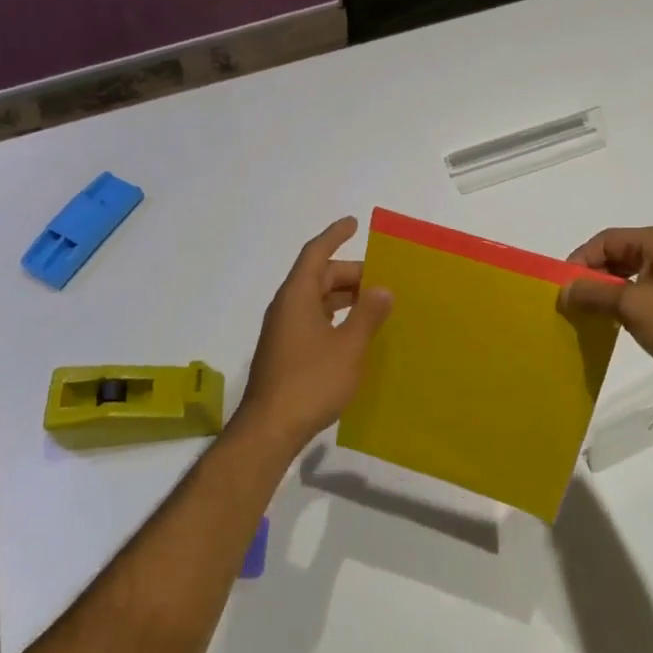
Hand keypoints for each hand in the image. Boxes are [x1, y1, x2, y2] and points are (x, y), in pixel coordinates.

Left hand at [241, 217, 392, 447]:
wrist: (270, 429)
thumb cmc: (311, 381)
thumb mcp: (349, 345)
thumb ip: (367, 314)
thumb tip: (382, 289)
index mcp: (297, 296)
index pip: (316, 253)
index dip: (334, 235)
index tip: (353, 223)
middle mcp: (286, 307)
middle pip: (318, 277)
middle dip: (349, 273)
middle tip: (382, 278)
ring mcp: (283, 332)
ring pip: (316, 301)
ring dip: (343, 298)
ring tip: (374, 304)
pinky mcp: (285, 353)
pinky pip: (313, 321)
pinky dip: (335, 318)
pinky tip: (355, 334)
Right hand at [557, 226, 652, 385]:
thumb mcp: (632, 307)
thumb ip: (594, 294)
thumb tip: (563, 289)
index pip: (606, 240)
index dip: (580, 260)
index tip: (562, 287)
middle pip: (618, 255)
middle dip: (593, 277)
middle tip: (571, 303)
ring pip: (631, 276)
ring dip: (608, 293)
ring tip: (589, 315)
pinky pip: (646, 293)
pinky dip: (627, 304)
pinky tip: (616, 324)